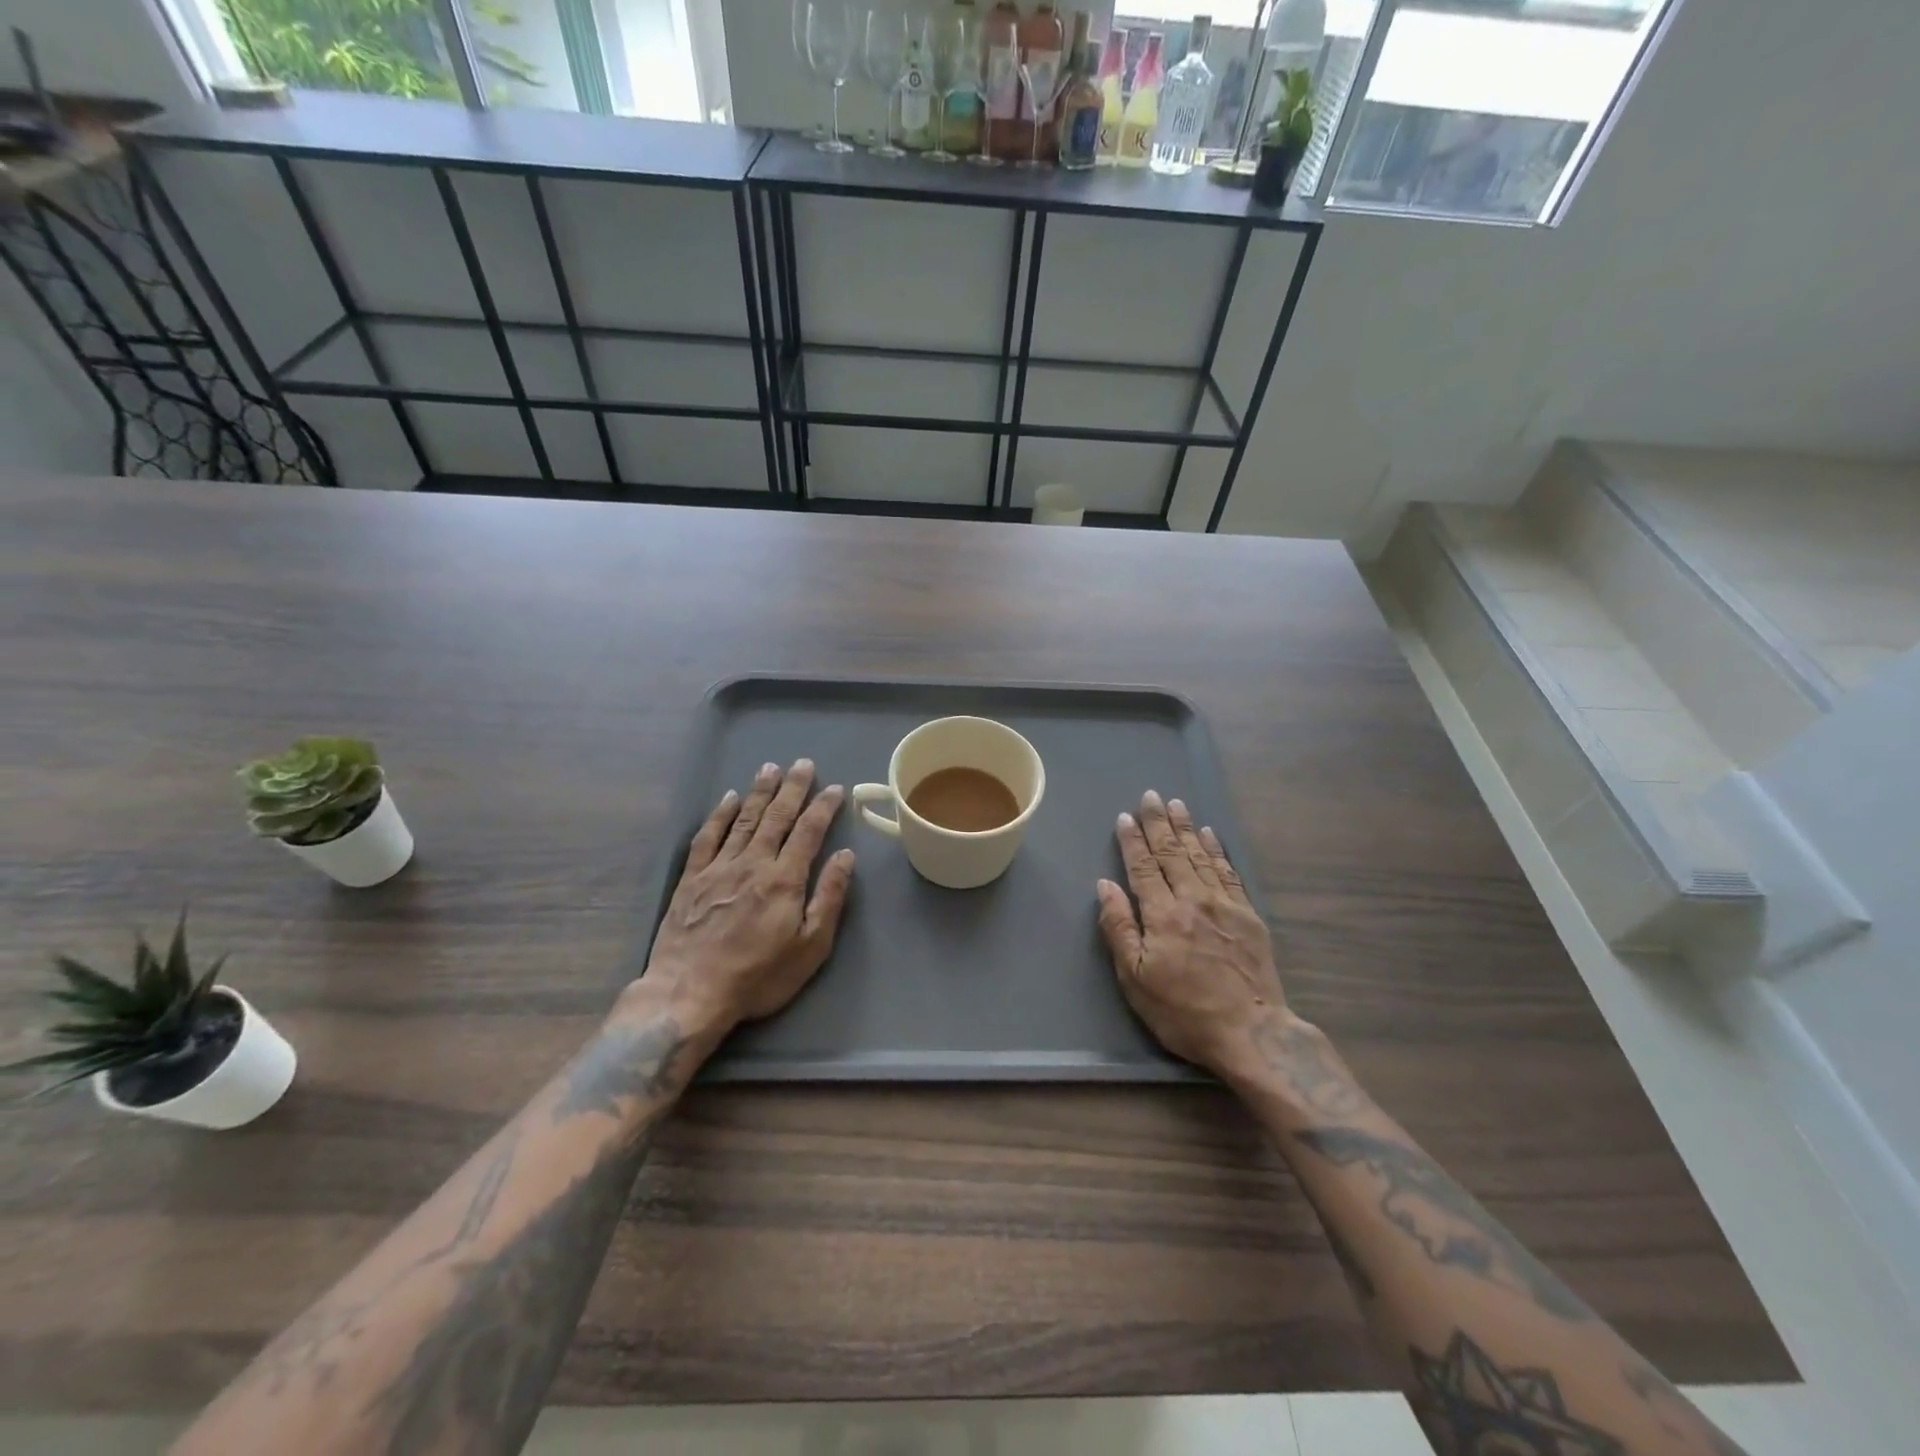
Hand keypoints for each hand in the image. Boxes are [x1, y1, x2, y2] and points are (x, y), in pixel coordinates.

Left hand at [639, 759, 854, 1035]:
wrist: (689, 994)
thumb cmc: (758, 976)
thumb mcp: (810, 947)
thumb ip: (830, 898)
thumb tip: (846, 856)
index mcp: (785, 879)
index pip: (809, 831)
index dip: (823, 807)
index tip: (834, 788)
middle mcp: (753, 863)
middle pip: (777, 816)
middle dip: (792, 788)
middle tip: (802, 763)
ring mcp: (719, 868)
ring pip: (744, 819)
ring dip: (759, 791)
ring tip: (770, 767)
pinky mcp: (692, 878)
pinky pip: (708, 837)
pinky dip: (720, 815)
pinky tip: (729, 799)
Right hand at [1095, 790, 1292, 1077]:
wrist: (1251, 1032)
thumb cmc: (1183, 1011)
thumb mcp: (1136, 979)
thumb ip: (1119, 928)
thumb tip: (1105, 885)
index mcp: (1162, 914)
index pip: (1143, 867)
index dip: (1132, 841)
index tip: (1125, 817)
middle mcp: (1193, 899)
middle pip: (1172, 853)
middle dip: (1159, 823)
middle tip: (1151, 796)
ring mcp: (1224, 905)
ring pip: (1200, 856)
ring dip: (1186, 828)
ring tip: (1177, 805)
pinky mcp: (1248, 916)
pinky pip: (1228, 872)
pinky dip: (1216, 850)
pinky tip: (1210, 836)